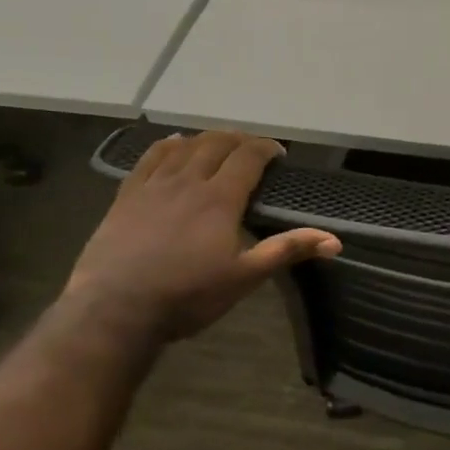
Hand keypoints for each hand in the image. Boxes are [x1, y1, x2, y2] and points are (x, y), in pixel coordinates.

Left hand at [66, 130, 339, 342]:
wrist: (114, 311)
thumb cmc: (187, 296)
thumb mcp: (244, 277)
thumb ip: (287, 250)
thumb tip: (335, 241)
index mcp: (220, 198)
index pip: (248, 156)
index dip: (267, 148)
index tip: (279, 154)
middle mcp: (188, 181)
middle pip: (216, 143)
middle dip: (239, 139)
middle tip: (252, 149)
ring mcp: (153, 186)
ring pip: (184, 146)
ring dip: (206, 139)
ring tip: (219, 144)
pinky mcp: (126, 196)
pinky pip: (149, 158)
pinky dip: (167, 145)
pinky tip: (174, 144)